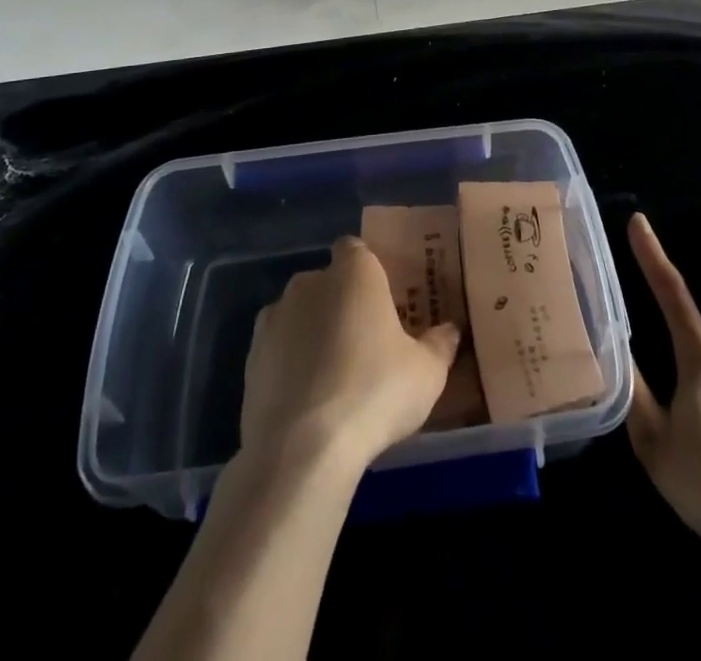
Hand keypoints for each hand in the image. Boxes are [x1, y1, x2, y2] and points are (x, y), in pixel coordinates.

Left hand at [240, 236, 460, 472]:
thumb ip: (440, 344)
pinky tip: (307, 400)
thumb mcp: (427, 372)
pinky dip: (289, 365)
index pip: (357, 250)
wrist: (301, 449)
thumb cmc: (375, 392)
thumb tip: (450, 331)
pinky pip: (278, 350)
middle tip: (365, 342)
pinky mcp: (250, 358)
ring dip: (312, 333)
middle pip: (328, 283)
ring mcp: (274, 318)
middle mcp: (309, 282)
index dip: (369, 272)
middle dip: (342, 304)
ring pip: (299, 315)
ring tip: (334, 377)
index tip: (384, 301)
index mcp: (354, 271)